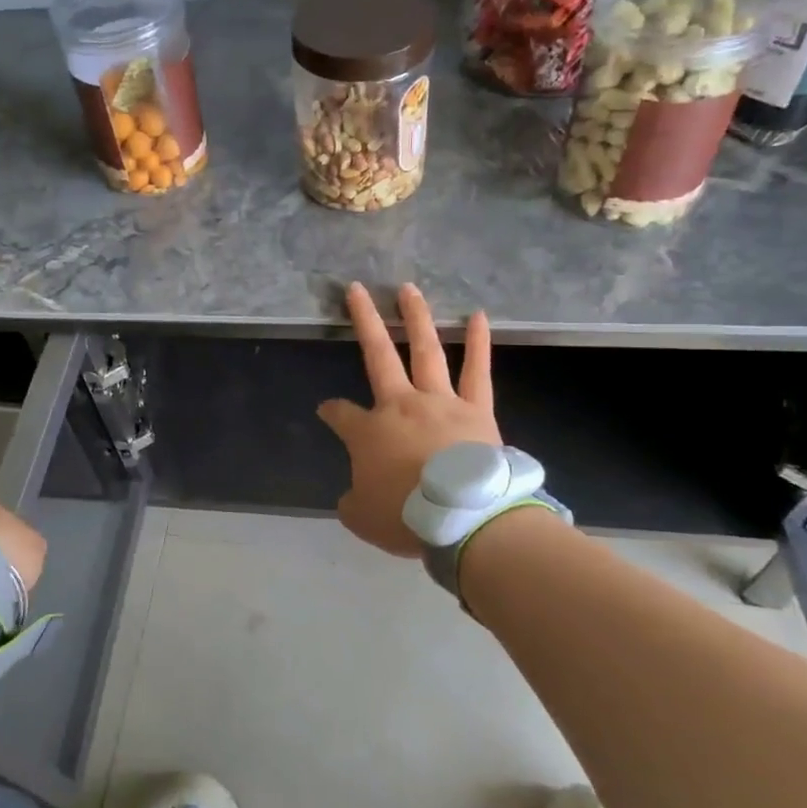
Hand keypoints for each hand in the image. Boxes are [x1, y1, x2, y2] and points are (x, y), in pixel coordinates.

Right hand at [317, 282, 500, 556]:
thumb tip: (354, 495)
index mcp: (369, 431)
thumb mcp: (362, 517)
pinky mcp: (477, 409)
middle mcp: (401, 404)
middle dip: (365, 320)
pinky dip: (478, 343)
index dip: (331, 411)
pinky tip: (479, 316)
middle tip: (357, 290)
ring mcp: (441, 401)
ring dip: (416, 317)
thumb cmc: (407, 516)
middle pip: (377, 355)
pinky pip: (478, 371)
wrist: (466, 518)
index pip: (341, 414)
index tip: (327, 411)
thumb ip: (353, 501)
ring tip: (409, 289)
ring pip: (425, 350)